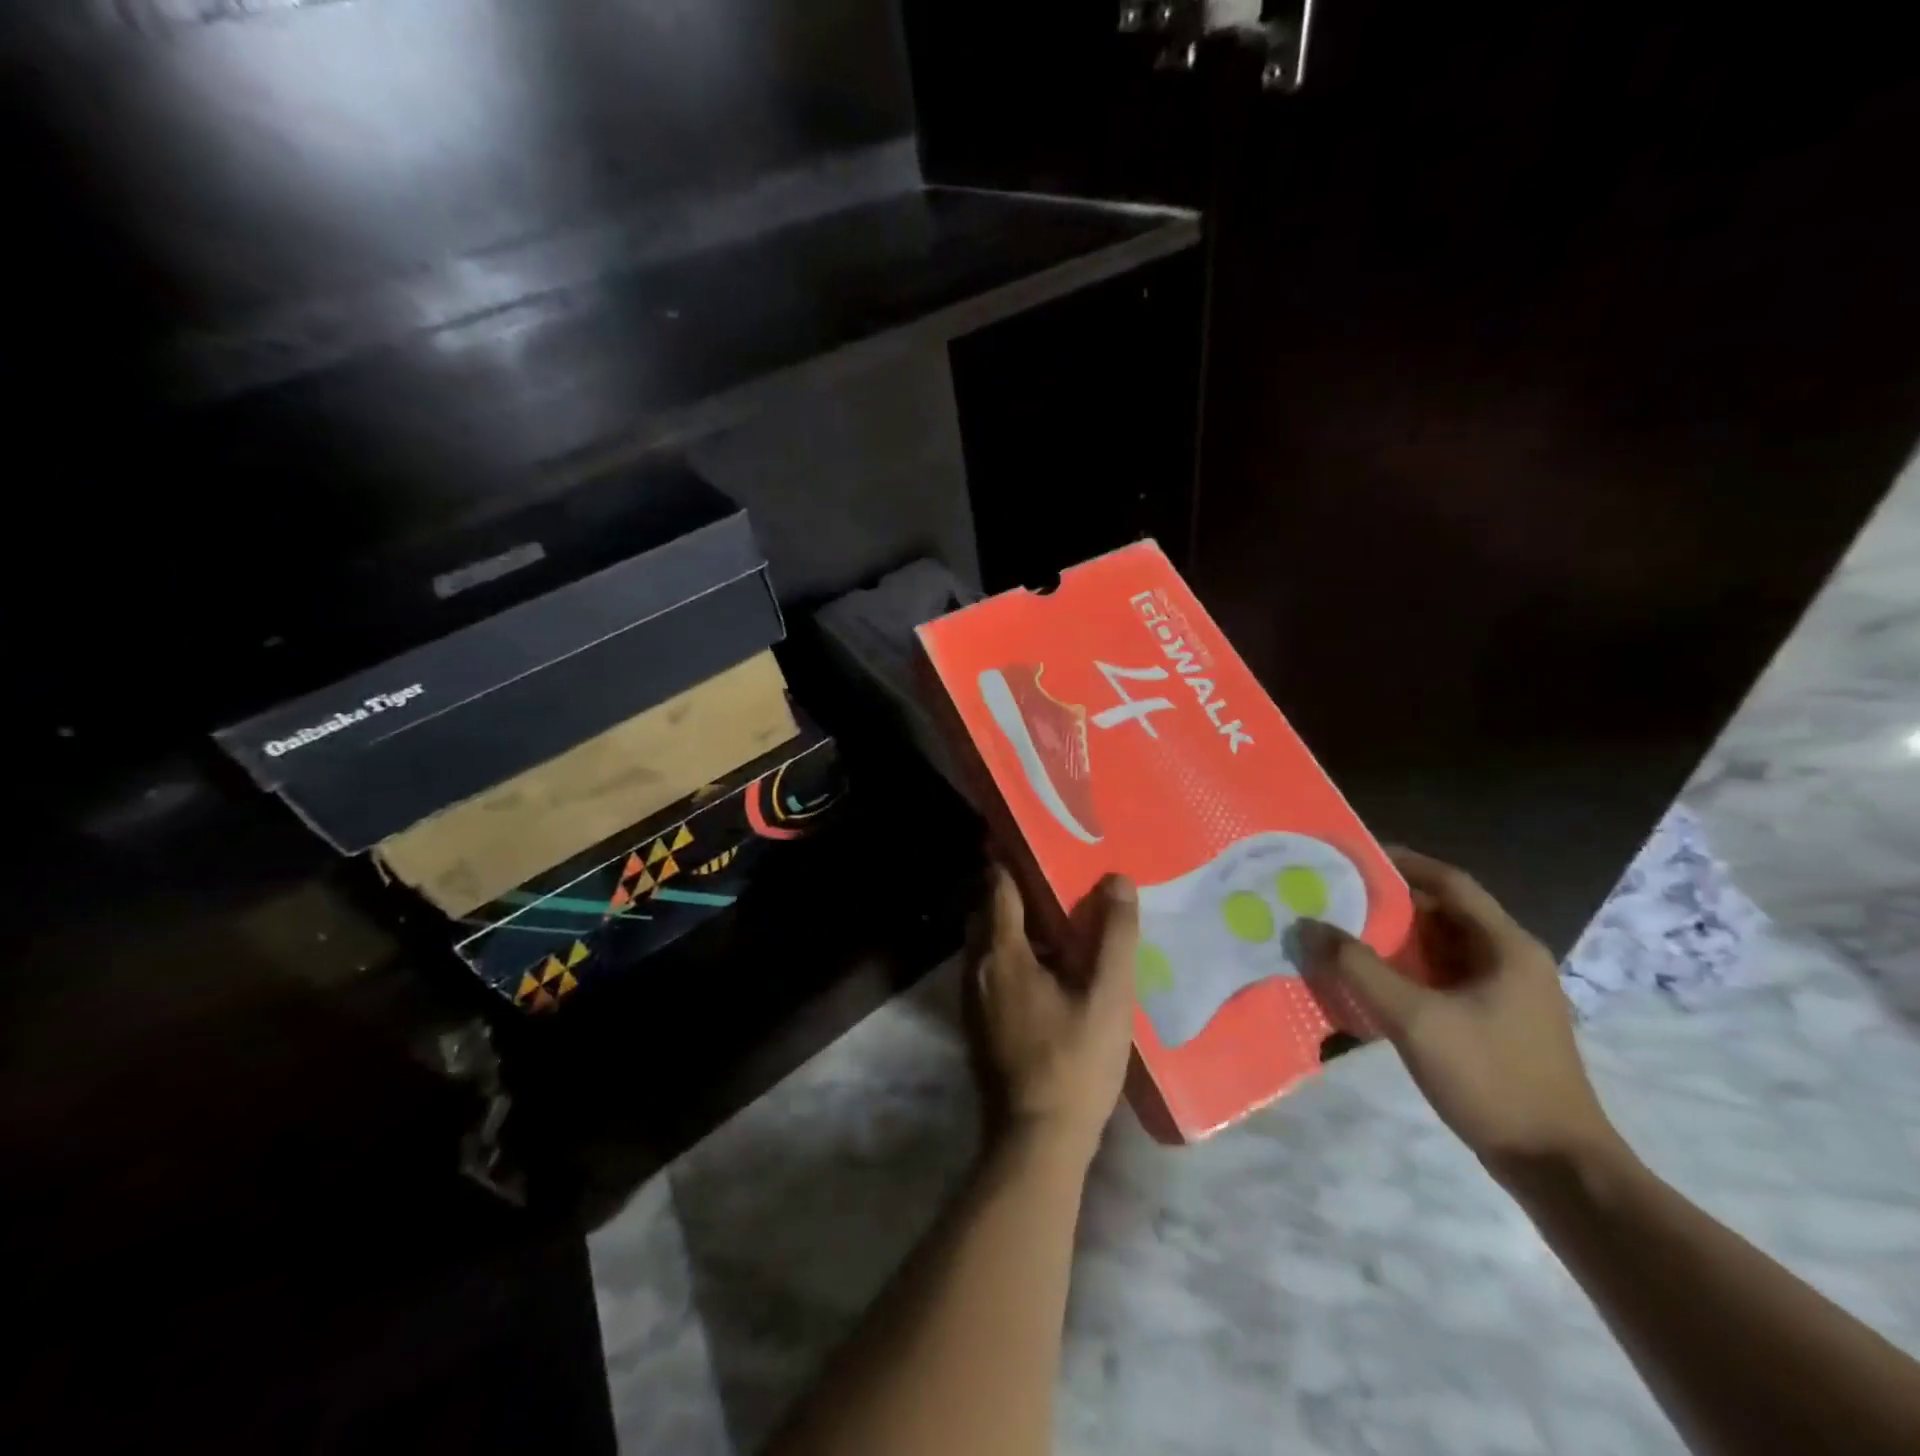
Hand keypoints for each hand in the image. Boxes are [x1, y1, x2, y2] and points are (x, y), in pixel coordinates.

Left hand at [970, 866, 1137, 1162]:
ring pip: (987, 942)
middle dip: (1013, 890)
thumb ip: (1114, 936)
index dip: (1011, 859)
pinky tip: (1047, 970)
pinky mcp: (978, 1023)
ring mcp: (972, 998)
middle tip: (1054, 877)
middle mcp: (976, 967)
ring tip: (1056, 920)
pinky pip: (990, 970)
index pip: (997, 886)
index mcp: (1001, 953)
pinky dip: (1012, 955)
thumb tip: (1117, 880)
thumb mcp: (1108, 997)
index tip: (1035, 840)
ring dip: (1013, 925)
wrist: (1035, 1142)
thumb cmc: (1074, 1063)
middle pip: (988, 911)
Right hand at [1300, 848, 1621, 1181]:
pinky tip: (1367, 981)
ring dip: (1393, 939)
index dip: (1402, 864)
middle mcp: (1509, 960)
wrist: (1556, 1167)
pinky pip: (1441, 979)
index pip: (1449, 883)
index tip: (1351, 856)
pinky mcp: (1493, 1022)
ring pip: (1439, 948)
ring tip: (1339, 933)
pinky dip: (1404, 971)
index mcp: (1506, 947)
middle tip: (1333, 896)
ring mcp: (1504, 994)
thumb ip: (1358, 968)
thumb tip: (1309, 927)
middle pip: (1442, 913)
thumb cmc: (1491, 1078)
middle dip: (1387, 902)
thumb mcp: (1415, 1019)